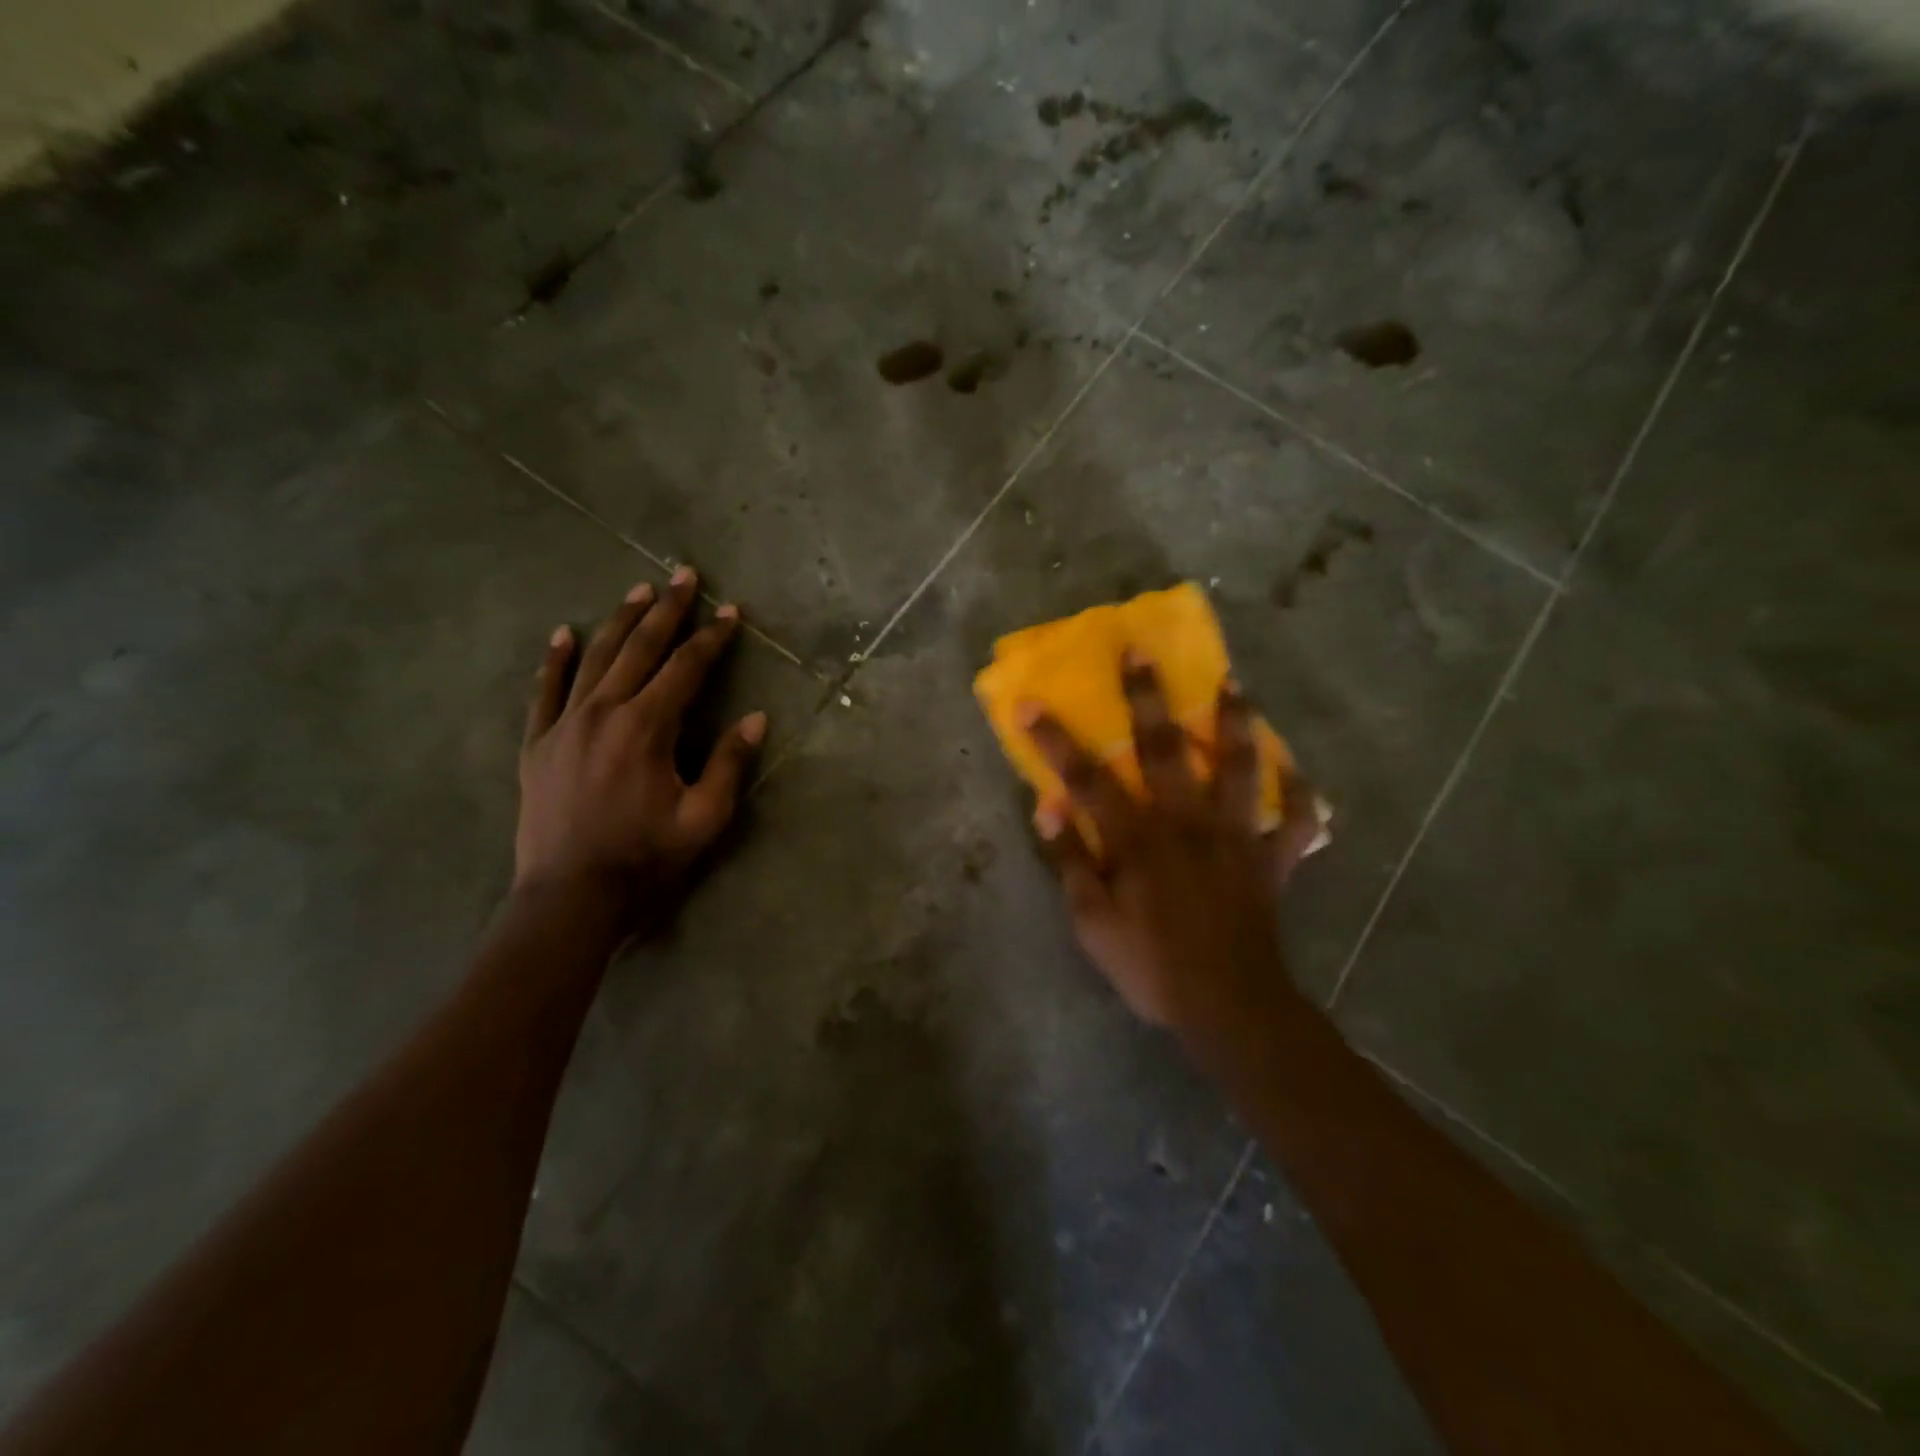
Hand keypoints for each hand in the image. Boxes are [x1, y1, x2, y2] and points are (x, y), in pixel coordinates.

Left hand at [514, 568, 765, 927]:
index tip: (730, 612)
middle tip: (684, 575)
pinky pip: (545, 690)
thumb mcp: (704, 818)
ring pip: (595, 658)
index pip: (686, 668)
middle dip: (667, 610)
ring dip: (620, 621)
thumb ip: (729, 763)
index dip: (712, 638)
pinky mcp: (538, 743)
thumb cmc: (645, 858)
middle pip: (640, 648)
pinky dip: (555, 659)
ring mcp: (565, 724)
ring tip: (639, 591)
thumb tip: (756, 718)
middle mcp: (604, 712)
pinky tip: (562, 633)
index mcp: (648, 728)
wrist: (570, 896)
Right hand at [1023, 655, 1320, 1033]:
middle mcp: (1187, 821)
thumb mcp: (1092, 924)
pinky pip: (1296, 820)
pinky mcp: (1271, 858)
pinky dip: (1301, 794)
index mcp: (1138, 838)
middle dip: (1148, 696)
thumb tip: (1047, 810)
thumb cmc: (1151, 967)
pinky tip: (1297, 771)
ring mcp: (1235, 836)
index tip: (1030, 703)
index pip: (1087, 779)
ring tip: (1233, 684)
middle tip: (1141, 651)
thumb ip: (1072, 863)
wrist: (1228, 1006)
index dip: (1055, 740)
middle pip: (1165, 748)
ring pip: (1239, 766)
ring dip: (1235, 722)